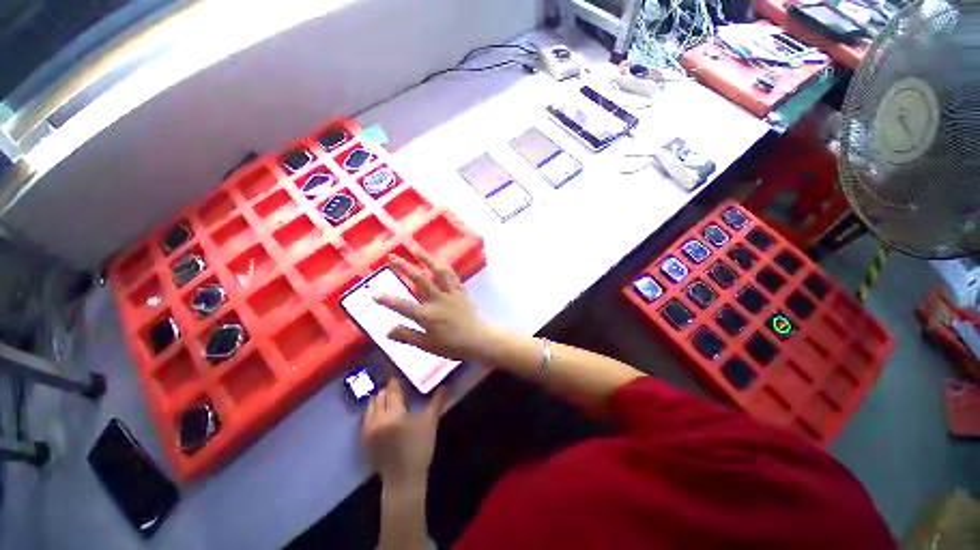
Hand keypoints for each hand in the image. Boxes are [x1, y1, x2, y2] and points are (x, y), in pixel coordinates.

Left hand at [362, 378, 447, 485]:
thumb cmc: (419, 448)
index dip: (395, 382)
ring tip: (387, 396)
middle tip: (395, 385)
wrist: (403, 480)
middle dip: (387, 389)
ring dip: (379, 399)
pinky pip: (366, 418)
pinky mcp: (364, 440)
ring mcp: (368, 430)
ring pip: (371, 406)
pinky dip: (373, 411)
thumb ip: (437, 401)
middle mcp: (377, 418)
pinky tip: (380, 412)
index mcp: (394, 413)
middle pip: (380, 396)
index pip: (392, 390)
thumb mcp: (430, 422)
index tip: (397, 375)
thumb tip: (447, 384)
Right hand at [377, 250, 494, 362]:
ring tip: (416, 248)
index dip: (387, 300)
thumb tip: (387, 330)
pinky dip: (445, 267)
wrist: (477, 340)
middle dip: (404, 267)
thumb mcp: (426, 345)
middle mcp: (437, 299)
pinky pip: (453, 276)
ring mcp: (450, 293)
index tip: (374, 293)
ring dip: (427, 258)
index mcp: (427, 315)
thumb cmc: (451, 345)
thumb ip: (407, 336)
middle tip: (393, 256)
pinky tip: (440, 260)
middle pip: (419, 279)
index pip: (402, 306)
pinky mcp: (461, 291)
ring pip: (438, 271)